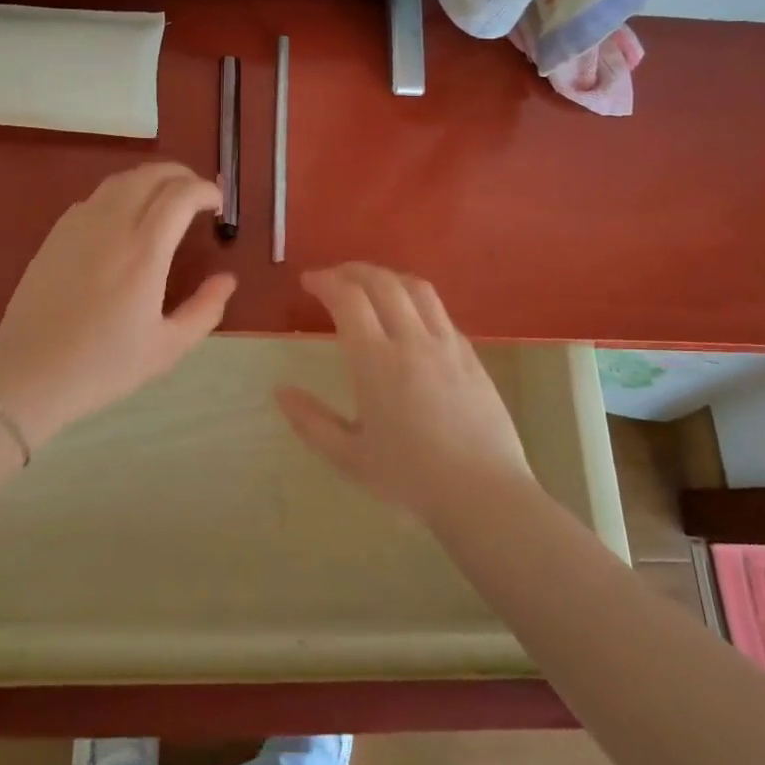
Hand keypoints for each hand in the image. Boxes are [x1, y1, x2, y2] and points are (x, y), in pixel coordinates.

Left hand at [0, 162, 235, 443]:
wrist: (31, 373)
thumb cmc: (104, 365)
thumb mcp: (167, 347)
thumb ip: (205, 309)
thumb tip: (227, 279)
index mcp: (144, 252)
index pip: (181, 195)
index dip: (206, 190)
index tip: (219, 205)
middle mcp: (113, 226)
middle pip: (152, 175)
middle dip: (183, 175)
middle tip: (198, 195)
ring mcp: (80, 226)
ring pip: (121, 180)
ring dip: (151, 179)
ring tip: (166, 198)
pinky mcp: (56, 234)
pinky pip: (95, 197)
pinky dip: (121, 193)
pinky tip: (125, 217)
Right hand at [276, 263, 533, 520]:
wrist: (483, 494)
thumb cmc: (409, 478)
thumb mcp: (349, 458)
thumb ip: (311, 422)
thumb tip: (281, 391)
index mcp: (376, 361)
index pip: (348, 299)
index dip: (325, 282)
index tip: (308, 282)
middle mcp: (412, 340)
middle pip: (382, 282)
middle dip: (352, 270)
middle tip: (334, 277)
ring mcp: (447, 344)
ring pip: (417, 288)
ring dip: (388, 277)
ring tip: (371, 285)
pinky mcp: (471, 355)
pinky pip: (440, 312)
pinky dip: (416, 301)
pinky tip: (410, 319)